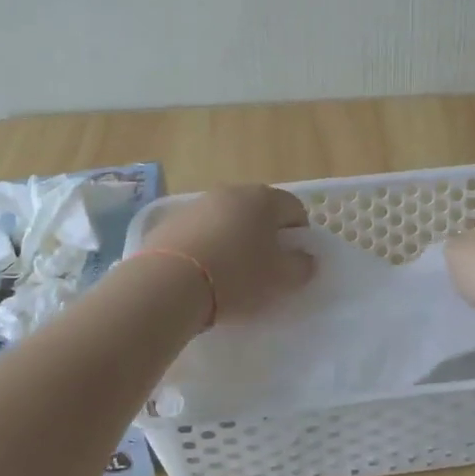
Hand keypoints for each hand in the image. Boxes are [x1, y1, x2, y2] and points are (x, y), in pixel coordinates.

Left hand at [137, 185, 315, 322]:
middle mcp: (231, 192)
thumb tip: (306, 257)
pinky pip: (200, 231)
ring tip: (230, 273)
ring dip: (235, 239)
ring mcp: (198, 204)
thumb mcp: (281, 278)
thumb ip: (302, 265)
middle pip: (259, 211)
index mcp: (263, 199)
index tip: (293, 261)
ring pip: (228, 220)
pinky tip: (202, 273)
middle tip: (264, 268)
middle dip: (266, 236)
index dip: (300, 235)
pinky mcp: (171, 221)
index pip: (295, 209)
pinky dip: (207, 246)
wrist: (169, 283)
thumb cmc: (236, 276)